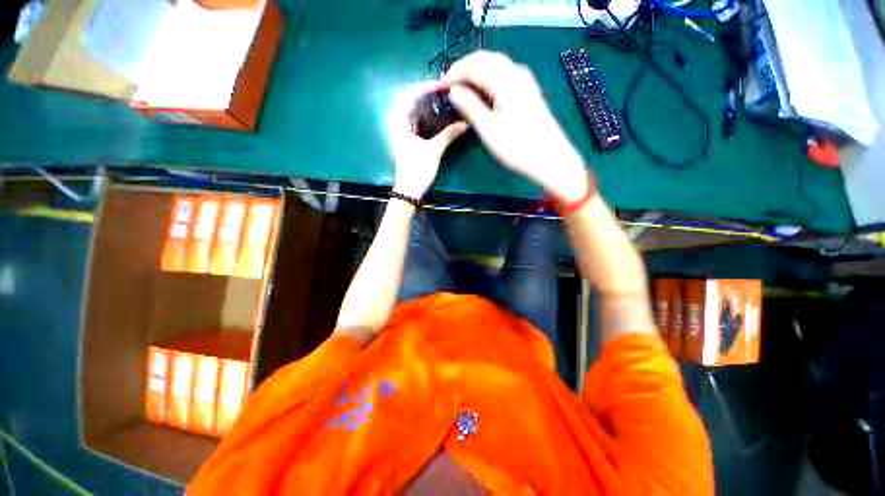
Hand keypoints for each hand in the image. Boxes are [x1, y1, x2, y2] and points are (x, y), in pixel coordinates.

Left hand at [387, 81, 468, 198]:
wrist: (409, 191)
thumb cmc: (418, 170)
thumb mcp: (434, 150)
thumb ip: (449, 134)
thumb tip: (465, 123)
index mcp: (400, 123)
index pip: (410, 94)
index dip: (425, 87)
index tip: (443, 86)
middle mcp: (400, 125)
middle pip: (412, 102)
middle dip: (429, 95)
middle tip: (446, 93)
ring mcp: (404, 133)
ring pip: (416, 113)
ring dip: (429, 106)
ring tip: (446, 103)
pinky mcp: (410, 142)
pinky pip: (419, 123)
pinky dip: (429, 118)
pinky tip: (441, 119)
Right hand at [444, 51, 588, 202]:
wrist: (550, 158)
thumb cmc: (517, 147)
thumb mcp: (489, 130)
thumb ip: (470, 107)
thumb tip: (453, 91)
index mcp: (505, 80)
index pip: (474, 64)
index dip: (455, 72)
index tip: (441, 87)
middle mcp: (516, 73)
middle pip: (485, 59)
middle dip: (465, 70)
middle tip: (450, 88)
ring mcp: (525, 81)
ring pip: (495, 66)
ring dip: (476, 74)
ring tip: (462, 91)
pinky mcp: (528, 91)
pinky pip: (504, 76)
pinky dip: (489, 80)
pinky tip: (483, 94)